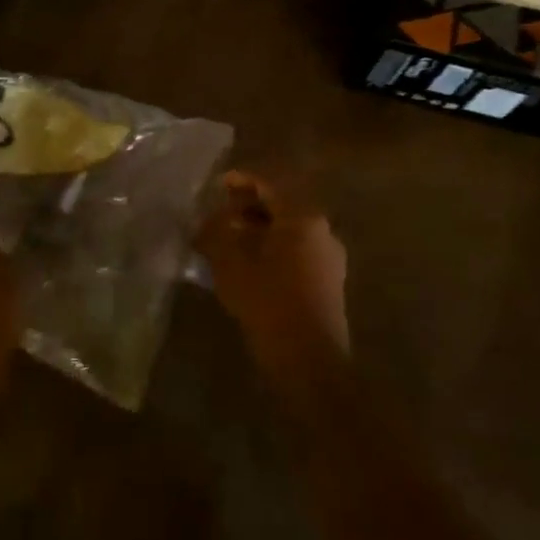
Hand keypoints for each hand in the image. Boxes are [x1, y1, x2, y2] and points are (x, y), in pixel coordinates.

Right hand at [196, 171, 348, 395]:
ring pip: (290, 229)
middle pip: (283, 205)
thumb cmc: (267, 301)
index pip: (271, 184)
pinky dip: (272, 247)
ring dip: (260, 228)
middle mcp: (322, 230)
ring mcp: (329, 257)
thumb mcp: (230, 262)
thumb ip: (216, 231)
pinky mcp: (328, 281)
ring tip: (230, 238)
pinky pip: (297, 250)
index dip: (242, 180)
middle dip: (250, 205)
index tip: (218, 183)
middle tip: (221, 212)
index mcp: (302, 217)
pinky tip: (249, 263)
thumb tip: (210, 218)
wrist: (308, 359)